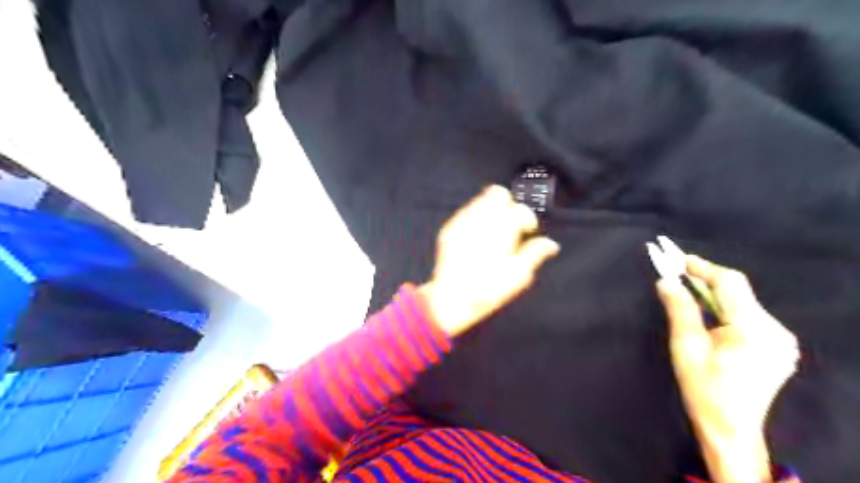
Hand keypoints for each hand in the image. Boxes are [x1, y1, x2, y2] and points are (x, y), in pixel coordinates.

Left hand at [421, 186, 561, 336]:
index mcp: (501, 230)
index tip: (528, 230)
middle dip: (508, 205)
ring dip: (491, 210)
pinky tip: (478, 236)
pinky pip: (466, 212)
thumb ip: (535, 253)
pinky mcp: (449, 228)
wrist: (451, 298)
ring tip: (495, 230)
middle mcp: (481, 220)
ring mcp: (462, 222)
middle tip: (511, 224)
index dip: (528, 219)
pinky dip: (476, 218)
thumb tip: (551, 244)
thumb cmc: (488, 289)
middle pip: (498, 193)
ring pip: (480, 200)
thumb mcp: (518, 275)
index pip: (519, 209)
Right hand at [660, 257, 800, 482]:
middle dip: (705, 279)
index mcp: (753, 329)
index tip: (677, 258)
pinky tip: (708, 312)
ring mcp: (780, 339)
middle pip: (737, 291)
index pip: (730, 284)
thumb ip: (679, 309)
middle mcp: (775, 330)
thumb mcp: (686, 346)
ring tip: (687, 288)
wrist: (730, 427)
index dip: (703, 267)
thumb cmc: (703, 388)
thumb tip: (666, 280)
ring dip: (714, 293)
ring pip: (743, 302)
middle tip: (676, 271)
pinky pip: (749, 315)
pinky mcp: (777, 346)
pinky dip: (725, 308)